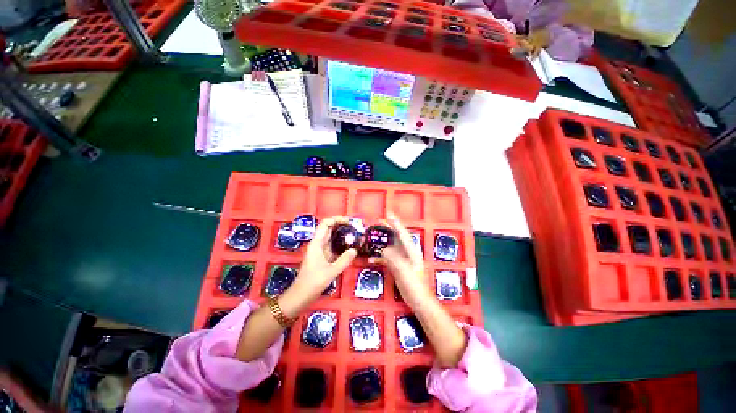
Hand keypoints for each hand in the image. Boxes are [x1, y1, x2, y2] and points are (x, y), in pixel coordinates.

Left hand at [295, 216, 357, 299]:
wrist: (301, 295)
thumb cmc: (313, 282)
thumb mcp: (331, 271)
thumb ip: (344, 260)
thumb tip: (355, 250)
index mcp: (316, 243)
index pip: (325, 224)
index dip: (336, 219)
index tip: (349, 221)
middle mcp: (318, 244)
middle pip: (329, 228)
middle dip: (342, 225)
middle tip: (355, 227)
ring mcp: (320, 250)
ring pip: (332, 237)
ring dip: (342, 234)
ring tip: (355, 234)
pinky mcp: (323, 257)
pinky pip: (333, 246)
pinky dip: (341, 243)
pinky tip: (350, 246)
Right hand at [369, 212, 431, 306]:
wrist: (418, 300)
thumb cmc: (414, 285)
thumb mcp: (404, 271)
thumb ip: (394, 259)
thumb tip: (383, 250)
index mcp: (411, 251)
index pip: (402, 233)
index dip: (395, 223)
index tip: (389, 214)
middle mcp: (407, 252)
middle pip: (396, 237)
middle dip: (387, 229)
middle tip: (378, 222)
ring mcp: (402, 259)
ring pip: (390, 246)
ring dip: (382, 242)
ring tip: (372, 236)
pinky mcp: (398, 266)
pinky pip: (387, 258)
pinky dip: (379, 257)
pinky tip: (371, 258)